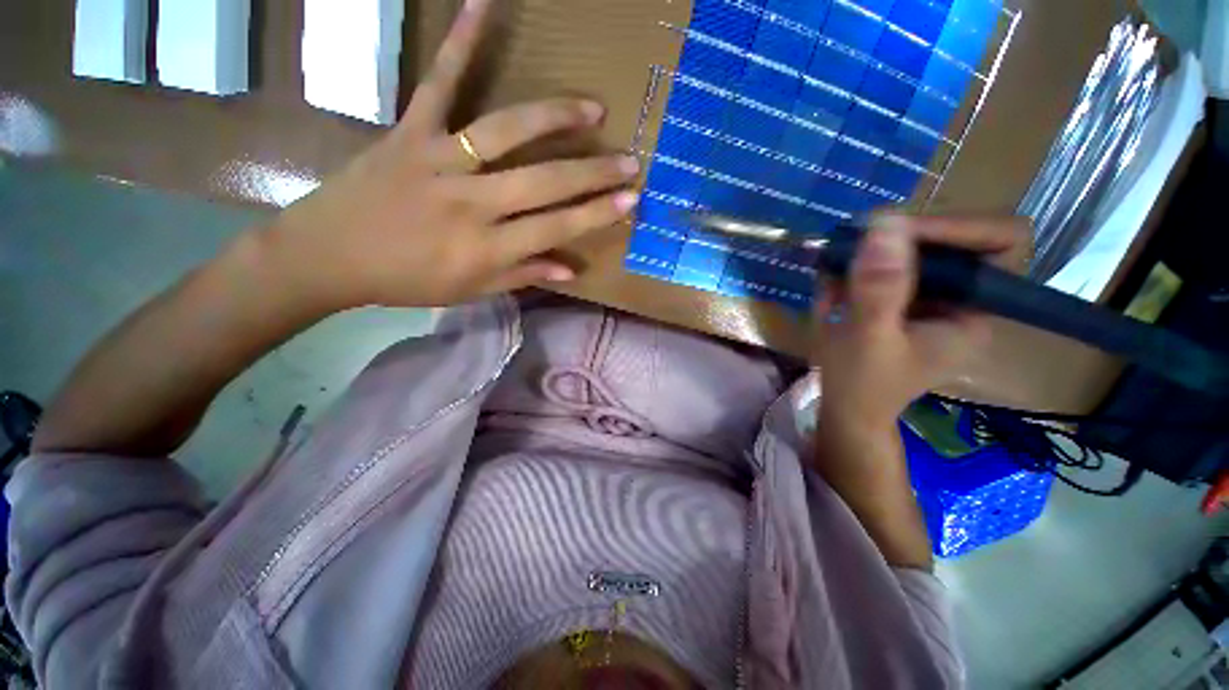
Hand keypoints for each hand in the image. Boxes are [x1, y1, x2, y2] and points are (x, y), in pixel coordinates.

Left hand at [264, 0, 638, 310]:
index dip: (595, 214)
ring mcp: (439, 161)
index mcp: (485, 249)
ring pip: (507, 132)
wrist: (329, 255)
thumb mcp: (470, 291)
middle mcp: (470, 204)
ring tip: (593, 107)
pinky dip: (460, 43)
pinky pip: (438, 84)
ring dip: (554, 117)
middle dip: (593, 173)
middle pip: (544, 183)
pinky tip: (484, 3)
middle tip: (630, 161)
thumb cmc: (407, 281)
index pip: (555, 229)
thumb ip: (522, 276)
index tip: (630, 200)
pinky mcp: (410, 132)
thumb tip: (570, 269)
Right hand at [813, 214, 1031, 430]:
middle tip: (857, 244)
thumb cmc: (862, 384)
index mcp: (974, 310)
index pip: (1000, 242)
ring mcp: (929, 298)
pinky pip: (887, 265)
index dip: (958, 226)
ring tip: (837, 271)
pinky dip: (857, 267)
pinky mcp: (902, 300)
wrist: (846, 408)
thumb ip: (879, 287)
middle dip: (901, 239)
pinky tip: (833, 288)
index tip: (900, 231)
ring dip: (872, 253)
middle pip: (951, 239)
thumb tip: (885, 220)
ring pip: (915, 249)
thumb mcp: (869, 338)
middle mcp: (959, 297)